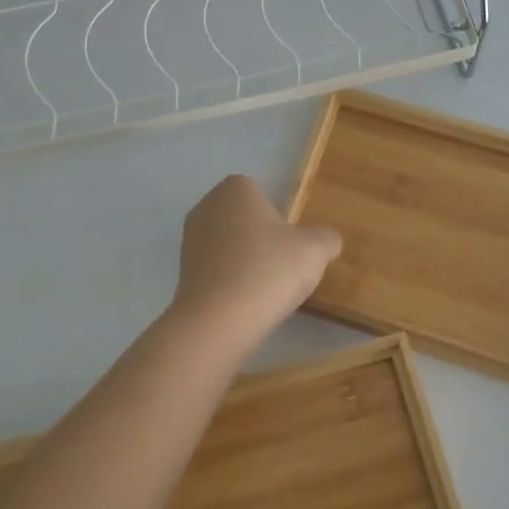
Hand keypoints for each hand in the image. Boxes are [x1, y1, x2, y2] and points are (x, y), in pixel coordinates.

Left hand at [170, 176, 342, 351]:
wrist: (218, 320)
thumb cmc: (269, 270)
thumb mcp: (315, 250)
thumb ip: (326, 238)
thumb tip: (326, 240)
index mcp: (235, 188)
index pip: (262, 193)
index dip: (281, 218)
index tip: (292, 244)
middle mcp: (206, 206)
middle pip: (245, 219)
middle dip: (262, 239)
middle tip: (283, 266)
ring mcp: (189, 239)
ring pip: (230, 245)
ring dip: (246, 261)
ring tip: (266, 288)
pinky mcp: (182, 272)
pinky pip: (217, 269)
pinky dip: (231, 281)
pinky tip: (245, 302)